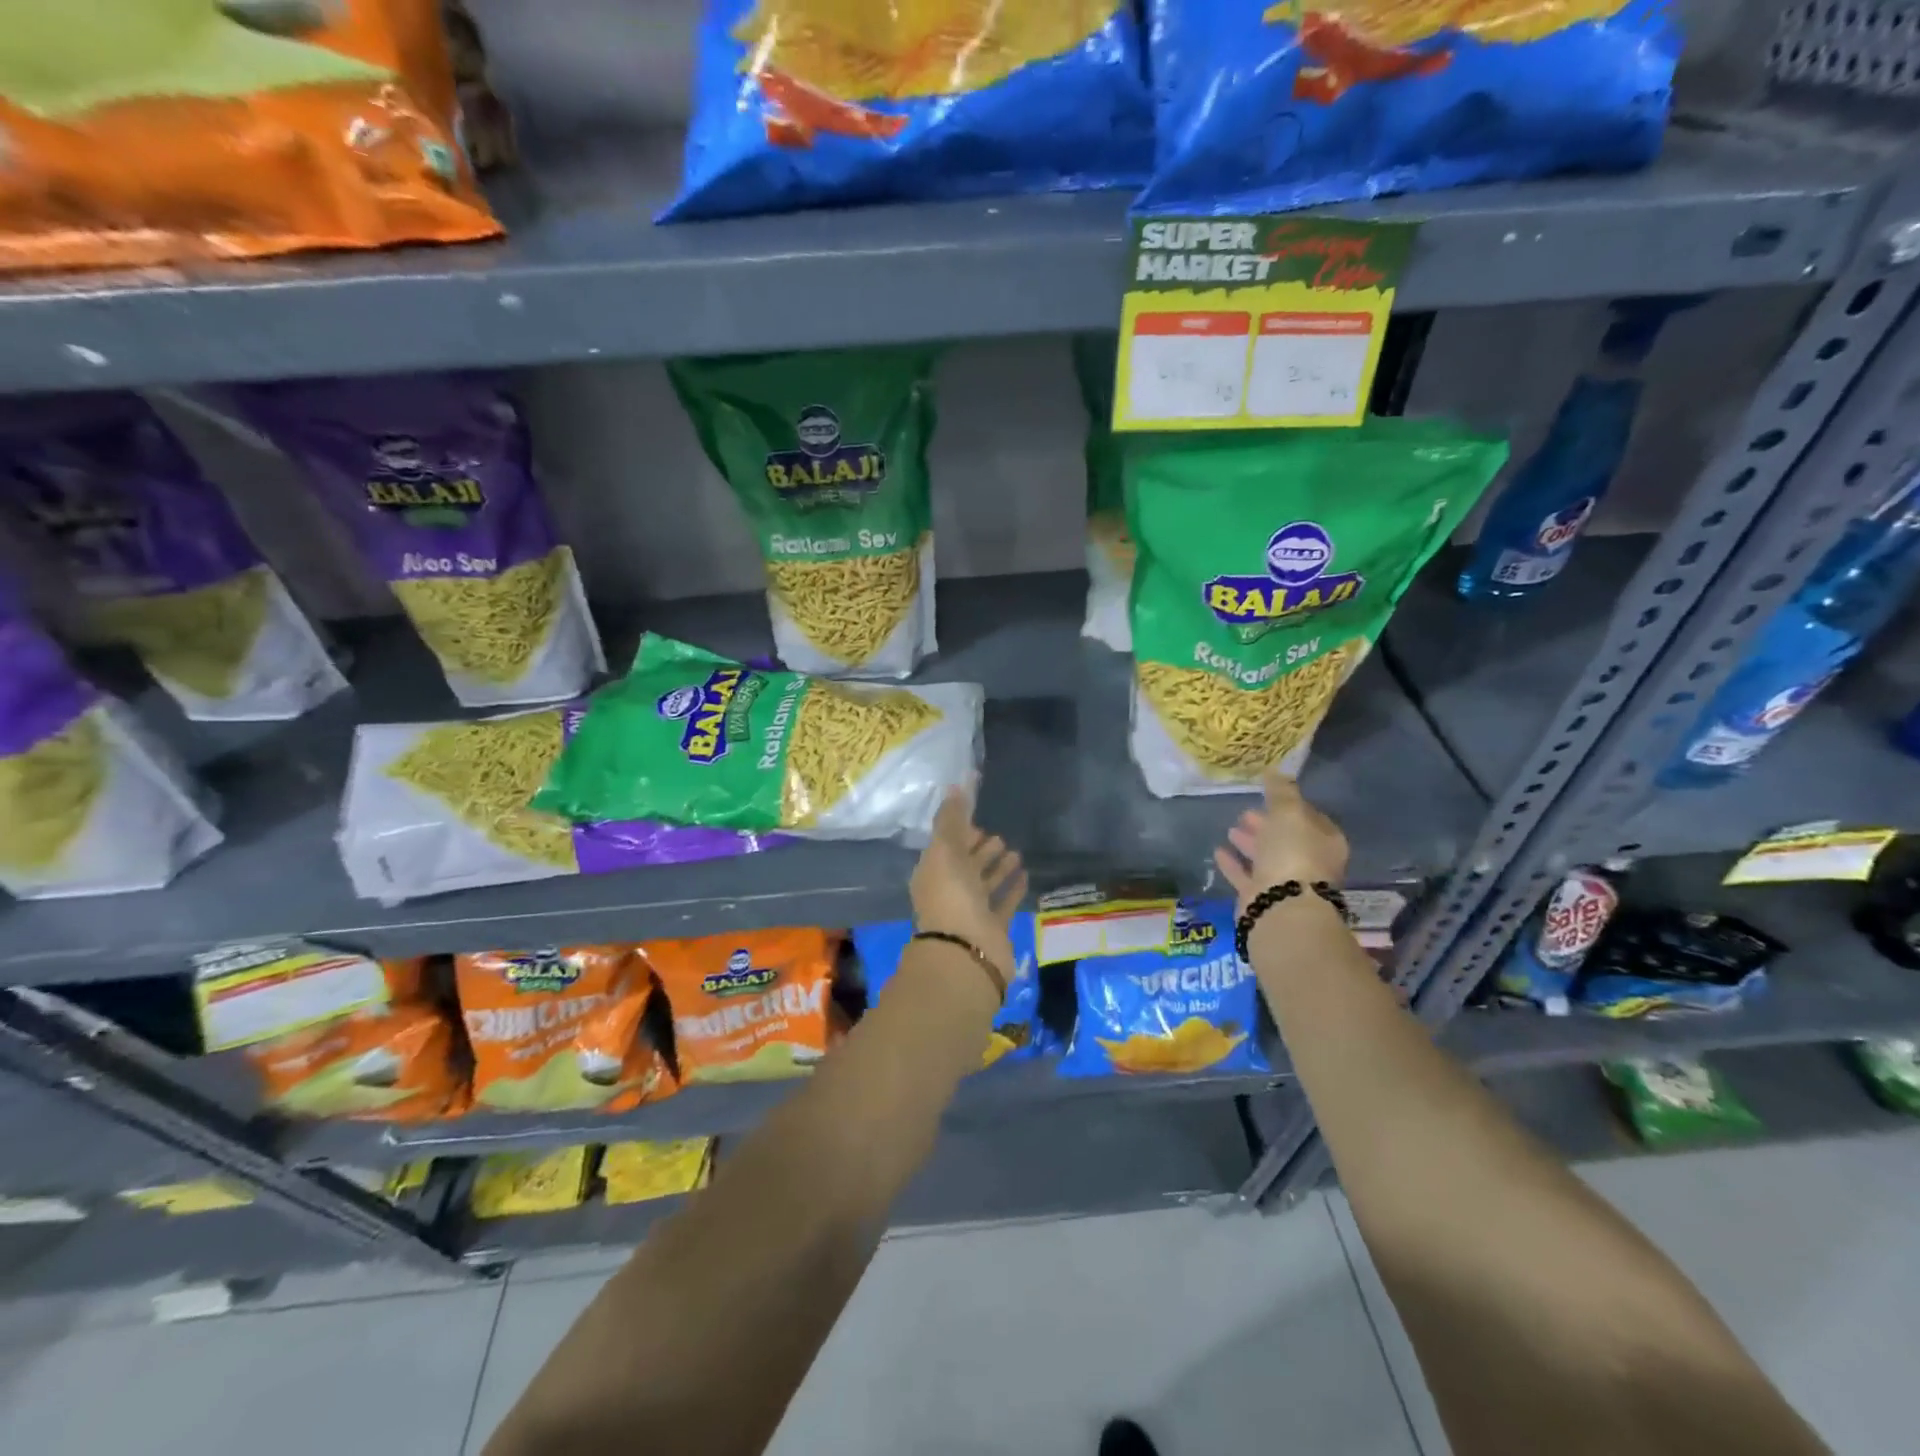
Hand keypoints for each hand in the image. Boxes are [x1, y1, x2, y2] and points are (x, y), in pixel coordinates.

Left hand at [910, 787, 1027, 982]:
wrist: (966, 952)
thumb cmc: (952, 897)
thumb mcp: (946, 850)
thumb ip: (951, 818)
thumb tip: (957, 785)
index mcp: (933, 873)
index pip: (946, 847)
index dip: (960, 833)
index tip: (978, 820)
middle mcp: (950, 891)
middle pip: (966, 865)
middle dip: (981, 850)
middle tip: (1000, 836)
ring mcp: (971, 911)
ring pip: (985, 884)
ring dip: (998, 868)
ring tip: (1016, 852)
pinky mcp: (993, 928)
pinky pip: (1004, 903)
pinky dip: (1012, 889)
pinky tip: (1026, 874)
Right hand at [1213, 771, 1348, 912]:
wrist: (1282, 907)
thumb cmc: (1293, 854)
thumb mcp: (1288, 813)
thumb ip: (1281, 792)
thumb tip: (1275, 772)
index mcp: (1325, 842)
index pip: (1309, 818)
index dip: (1289, 806)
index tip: (1268, 796)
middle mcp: (1310, 863)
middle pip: (1286, 838)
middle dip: (1267, 824)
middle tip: (1246, 812)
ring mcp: (1286, 883)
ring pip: (1266, 857)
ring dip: (1250, 843)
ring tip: (1231, 828)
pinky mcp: (1262, 899)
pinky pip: (1246, 876)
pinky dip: (1234, 864)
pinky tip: (1218, 851)